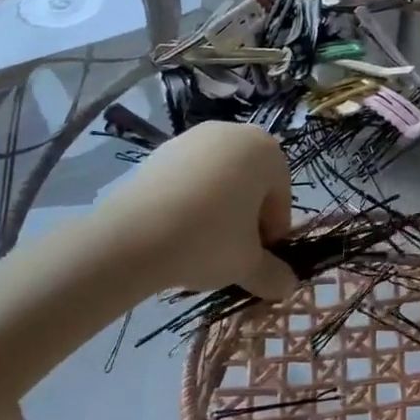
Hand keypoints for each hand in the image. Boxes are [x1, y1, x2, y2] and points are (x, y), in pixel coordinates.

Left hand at [91, 122, 296, 299]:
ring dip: (218, 208)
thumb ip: (273, 274)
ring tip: (199, 243)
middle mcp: (235, 133)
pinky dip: (189, 200)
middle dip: (245, 217)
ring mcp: (195, 137)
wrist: (130, 236)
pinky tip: (174, 229)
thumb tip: (288, 286)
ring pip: (219, 179)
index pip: (280, 197)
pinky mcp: (161, 150)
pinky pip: (189, 177)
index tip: (256, 259)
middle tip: (230, 252)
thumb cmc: (207, 240)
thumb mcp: (247, 265)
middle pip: (251, 183)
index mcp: (267, 152)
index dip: (271, 233)